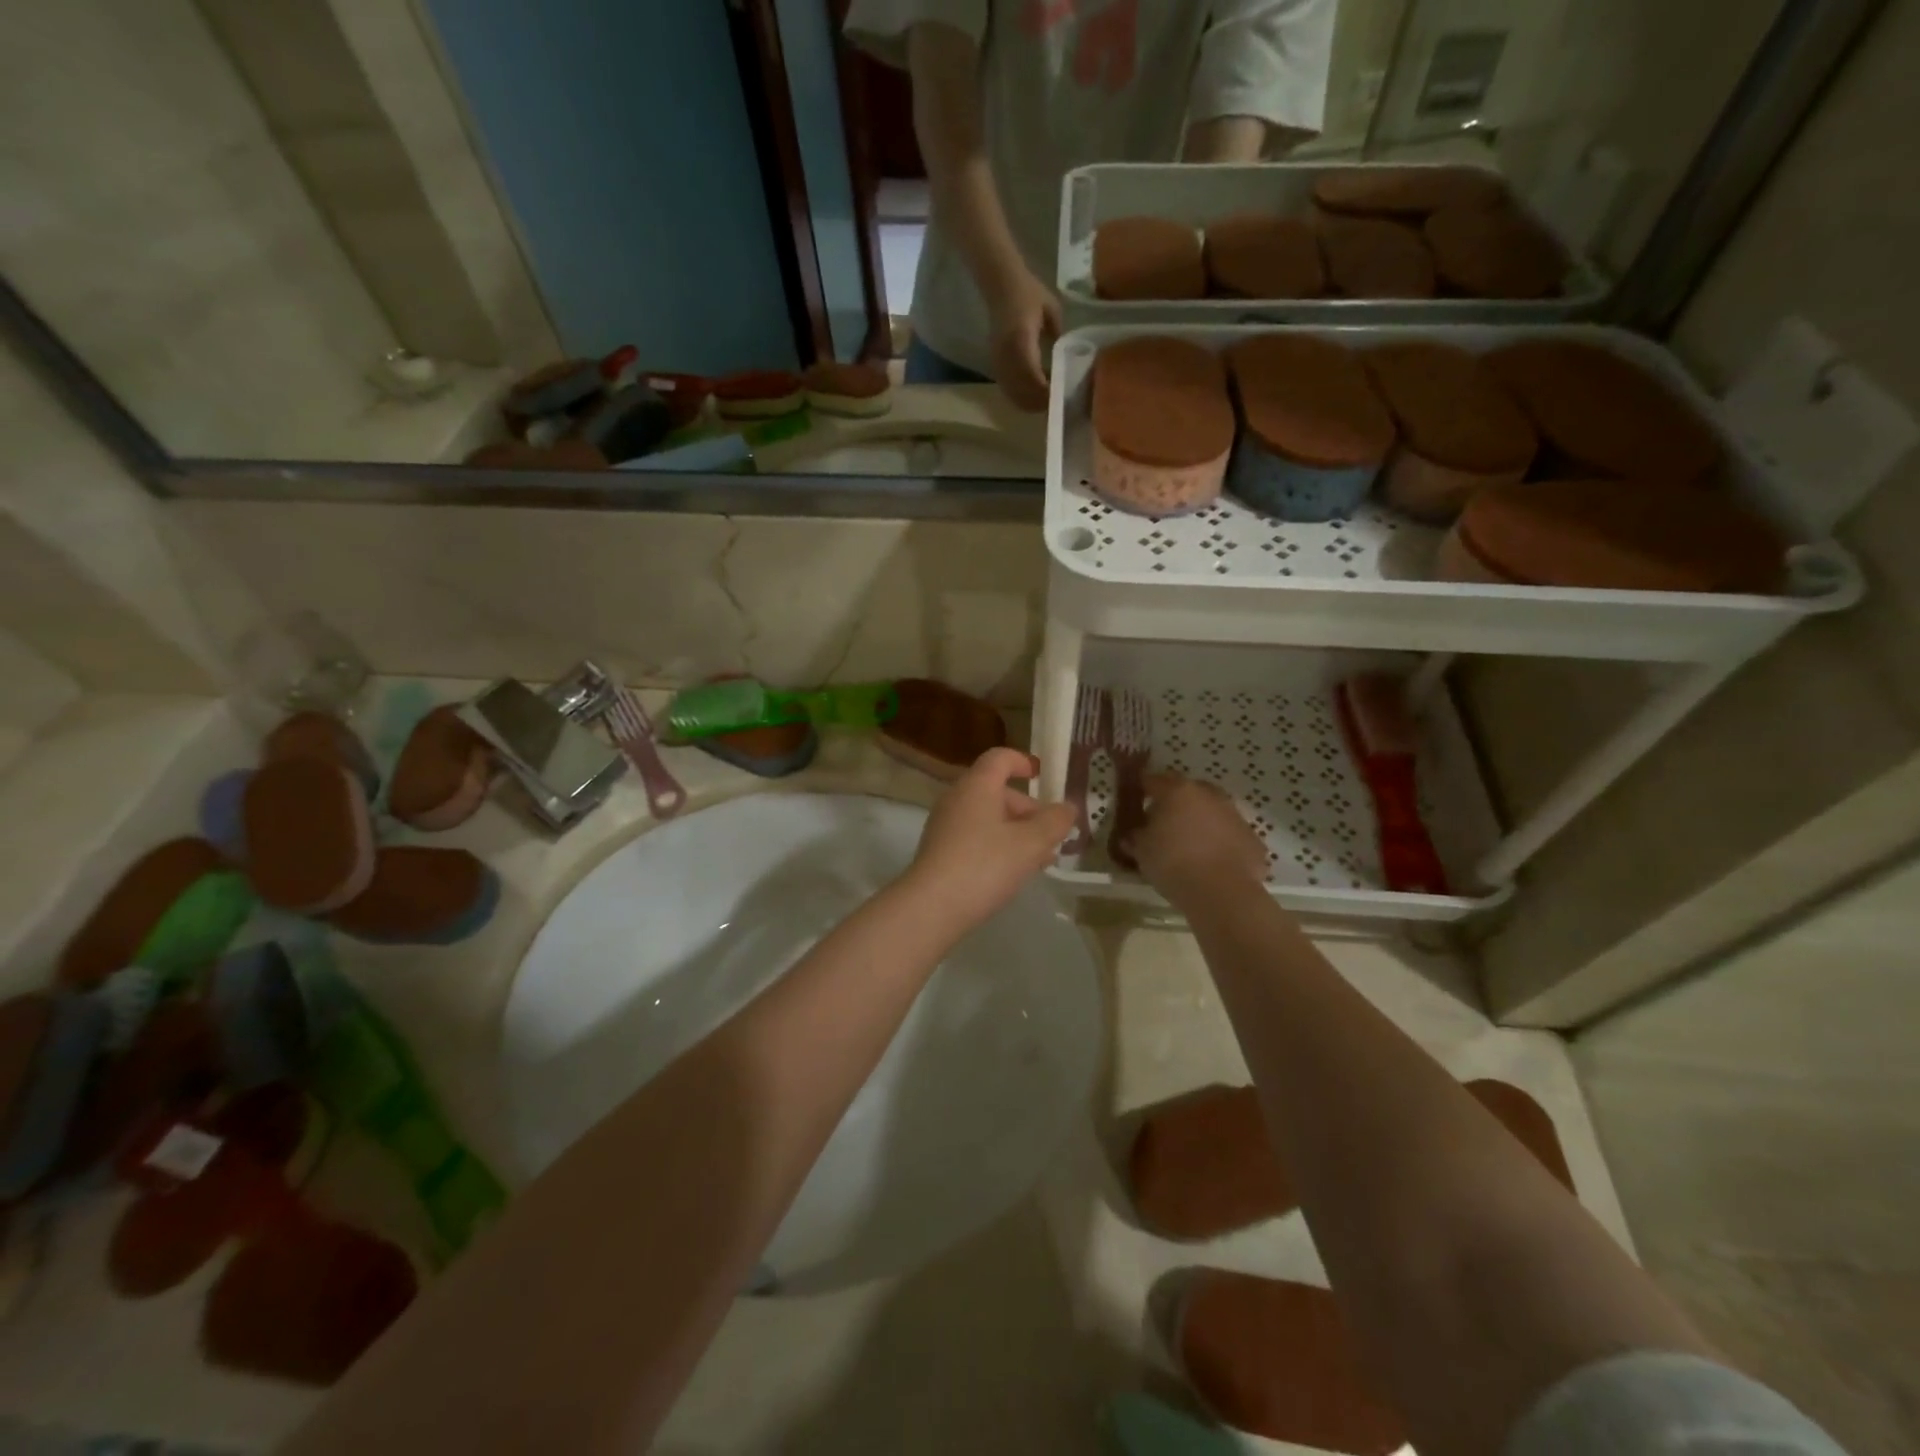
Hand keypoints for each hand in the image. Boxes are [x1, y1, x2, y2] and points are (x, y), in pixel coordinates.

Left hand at [903, 747, 1075, 931]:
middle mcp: (957, 798)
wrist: (931, 907)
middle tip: (1052, 836)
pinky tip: (1013, 873)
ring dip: (1016, 832)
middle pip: (997, 791)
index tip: (1043, 776)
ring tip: (1040, 860)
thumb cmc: (985, 865)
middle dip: (1028, 810)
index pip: (1000, 758)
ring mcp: (944, 825)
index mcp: (977, 786)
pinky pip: (975, 837)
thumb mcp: (1030, 843)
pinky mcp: (939, 851)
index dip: (1023, 762)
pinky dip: (997, 846)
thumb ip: (1054, 822)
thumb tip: (1067, 807)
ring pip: (988, 818)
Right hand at [984, 268, 1061, 411]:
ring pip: (1014, 395)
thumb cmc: (1028, 293)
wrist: (1001, 284)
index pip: (1034, 378)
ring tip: (1047, 399)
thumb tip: (1068, 360)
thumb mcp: (1052, 311)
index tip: (1063, 395)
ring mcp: (998, 363)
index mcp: (1022, 341)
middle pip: (1023, 393)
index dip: (1047, 393)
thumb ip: (1060, 336)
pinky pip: (1008, 390)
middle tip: (1059, 402)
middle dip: (1041, 403)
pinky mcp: (995, 365)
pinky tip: (1033, 394)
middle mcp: (1007, 356)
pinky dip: (1021, 397)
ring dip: (1031, 402)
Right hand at [1129, 772, 1267, 906]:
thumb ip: (1136, 837)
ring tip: (1188, 846)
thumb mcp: (1142, 851)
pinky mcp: (1252, 837)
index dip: (1142, 789)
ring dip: (1200, 822)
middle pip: (1186, 791)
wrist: (1222, 893)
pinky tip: (1211, 862)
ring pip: (1211, 811)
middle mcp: (1208, 795)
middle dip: (1175, 804)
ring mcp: (1234, 815)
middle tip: (1163, 824)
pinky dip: (1219, 842)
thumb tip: (1133, 834)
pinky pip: (1229, 834)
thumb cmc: (1173, 864)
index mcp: (1177, 791)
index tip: (1135, 801)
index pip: (1153, 780)